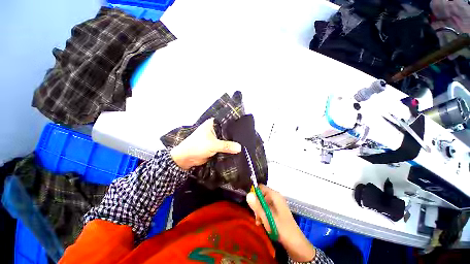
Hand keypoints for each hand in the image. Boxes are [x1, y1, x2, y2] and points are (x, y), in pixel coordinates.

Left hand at [170, 118, 241, 169]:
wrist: (186, 159)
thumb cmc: (197, 146)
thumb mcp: (213, 145)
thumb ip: (227, 146)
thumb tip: (240, 147)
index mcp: (212, 124)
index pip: (227, 122)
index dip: (235, 126)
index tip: (245, 129)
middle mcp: (214, 129)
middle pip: (227, 132)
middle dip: (235, 136)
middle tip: (246, 138)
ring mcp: (215, 138)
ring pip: (226, 140)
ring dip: (232, 143)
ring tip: (244, 144)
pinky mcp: (215, 146)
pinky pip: (224, 146)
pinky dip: (229, 149)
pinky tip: (237, 150)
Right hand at [246, 185, 315, 261]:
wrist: (296, 244)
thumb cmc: (282, 229)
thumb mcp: (267, 217)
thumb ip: (257, 206)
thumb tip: (248, 194)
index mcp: (275, 195)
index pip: (261, 187)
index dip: (254, 193)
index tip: (250, 203)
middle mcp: (276, 197)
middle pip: (261, 195)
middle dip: (256, 204)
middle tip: (256, 215)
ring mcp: (277, 205)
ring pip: (263, 203)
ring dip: (259, 211)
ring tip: (259, 222)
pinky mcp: (277, 211)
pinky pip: (267, 209)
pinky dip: (263, 214)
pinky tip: (261, 223)